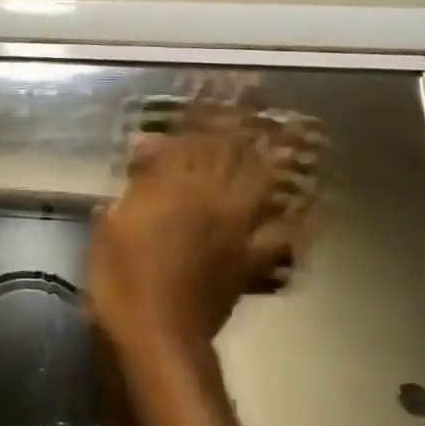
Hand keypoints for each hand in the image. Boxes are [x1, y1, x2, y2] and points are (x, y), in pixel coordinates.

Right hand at [87, 123, 296, 352]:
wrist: (157, 334)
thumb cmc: (121, 279)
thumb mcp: (110, 226)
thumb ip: (134, 187)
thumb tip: (146, 153)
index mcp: (175, 191)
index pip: (191, 143)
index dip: (201, 116)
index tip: (211, 91)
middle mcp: (213, 203)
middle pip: (235, 156)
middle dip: (247, 126)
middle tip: (261, 101)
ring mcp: (237, 232)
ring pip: (264, 187)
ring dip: (277, 161)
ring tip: (293, 139)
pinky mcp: (250, 263)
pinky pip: (281, 239)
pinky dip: (299, 223)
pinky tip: (314, 210)